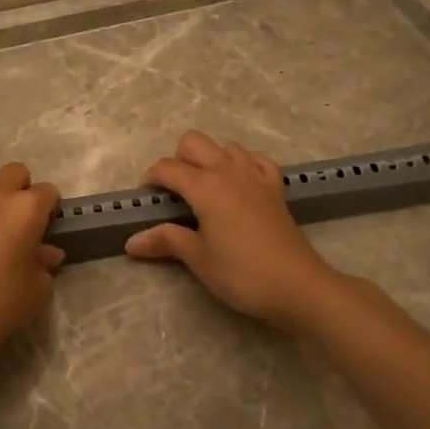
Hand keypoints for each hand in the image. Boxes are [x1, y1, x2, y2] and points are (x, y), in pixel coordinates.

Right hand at [124, 130, 345, 333]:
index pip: (168, 167)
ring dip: (209, 159)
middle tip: (174, 193)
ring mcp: (256, 176)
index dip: (151, 179)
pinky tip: (238, 185)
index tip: (146, 199)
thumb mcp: (198, 259)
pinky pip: (255, 159)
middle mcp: (229, 171)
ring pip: (225, 146)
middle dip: (177, 160)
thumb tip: (131, 242)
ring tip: (205, 190)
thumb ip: (165, 241)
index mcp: (206, 186)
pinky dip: (242, 164)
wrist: (298, 286)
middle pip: (194, 142)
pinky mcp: (275, 187)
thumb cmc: (242, 274)